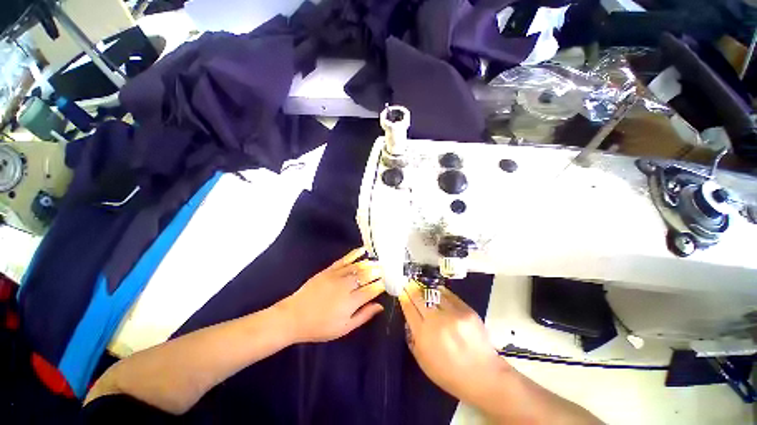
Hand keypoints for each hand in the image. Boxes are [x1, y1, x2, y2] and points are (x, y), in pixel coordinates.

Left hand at [279, 247, 385, 342]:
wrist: (293, 317)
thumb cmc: (320, 327)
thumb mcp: (344, 328)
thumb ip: (363, 315)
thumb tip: (380, 305)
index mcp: (351, 302)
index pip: (372, 290)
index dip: (381, 285)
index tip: (388, 283)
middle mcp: (346, 286)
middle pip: (367, 275)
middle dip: (378, 272)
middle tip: (386, 270)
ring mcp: (336, 276)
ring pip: (357, 266)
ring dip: (370, 263)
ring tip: (378, 262)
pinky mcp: (328, 270)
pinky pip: (344, 260)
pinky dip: (354, 254)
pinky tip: (362, 250)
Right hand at [399, 282, 507, 406]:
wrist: (484, 376)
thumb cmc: (449, 374)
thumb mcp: (423, 362)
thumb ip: (413, 339)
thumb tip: (409, 320)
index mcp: (424, 335)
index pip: (409, 309)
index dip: (404, 299)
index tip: (402, 292)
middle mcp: (437, 321)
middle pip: (419, 298)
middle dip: (412, 290)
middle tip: (409, 284)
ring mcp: (453, 314)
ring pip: (434, 294)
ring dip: (426, 290)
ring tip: (423, 287)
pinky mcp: (467, 310)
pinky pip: (450, 296)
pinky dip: (442, 292)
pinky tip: (438, 291)